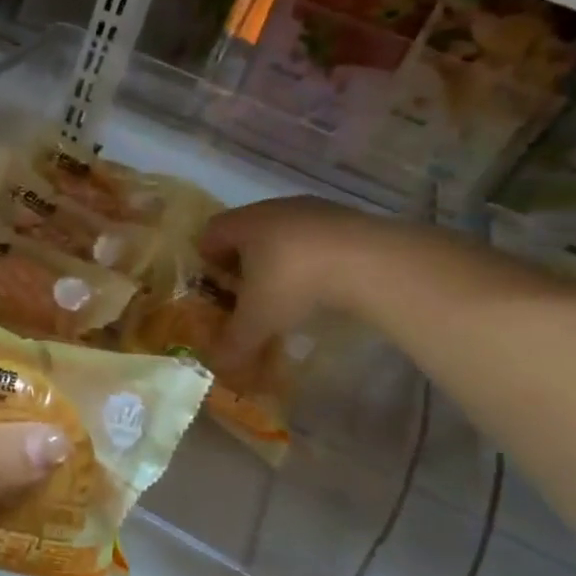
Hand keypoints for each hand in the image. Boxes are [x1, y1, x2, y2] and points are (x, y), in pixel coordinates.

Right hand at [199, 197, 401, 365]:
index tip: (213, 284)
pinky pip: (317, 237)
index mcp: (244, 224)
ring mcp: (313, 210)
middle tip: (247, 290)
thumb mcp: (258, 321)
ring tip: (288, 289)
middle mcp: (273, 209)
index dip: (206, 258)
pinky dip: (312, 258)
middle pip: (247, 229)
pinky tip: (323, 284)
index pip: (211, 233)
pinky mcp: (347, 217)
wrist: (369, 261)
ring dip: (280, 256)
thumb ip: (234, 343)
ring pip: (284, 231)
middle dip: (243, 259)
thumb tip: (218, 366)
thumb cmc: (294, 282)